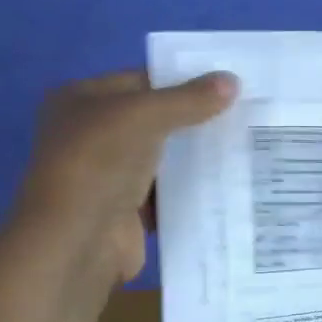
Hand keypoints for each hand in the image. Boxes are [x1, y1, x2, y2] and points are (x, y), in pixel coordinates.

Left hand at [12, 70, 237, 282]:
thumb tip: (232, 81)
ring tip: (243, 143)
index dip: (180, 80)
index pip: (138, 81)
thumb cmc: (99, 162)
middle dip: (192, 119)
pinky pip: (165, 194)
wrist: (78, 241)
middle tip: (243, 113)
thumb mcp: (144, 116)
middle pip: (151, 120)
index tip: (227, 84)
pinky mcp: (125, 212)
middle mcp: (89, 135)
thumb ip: (188, 99)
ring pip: (160, 158)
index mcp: (79, 101)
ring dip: (194, 156)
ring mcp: (106, 176)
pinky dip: (189, 190)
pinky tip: (227, 180)